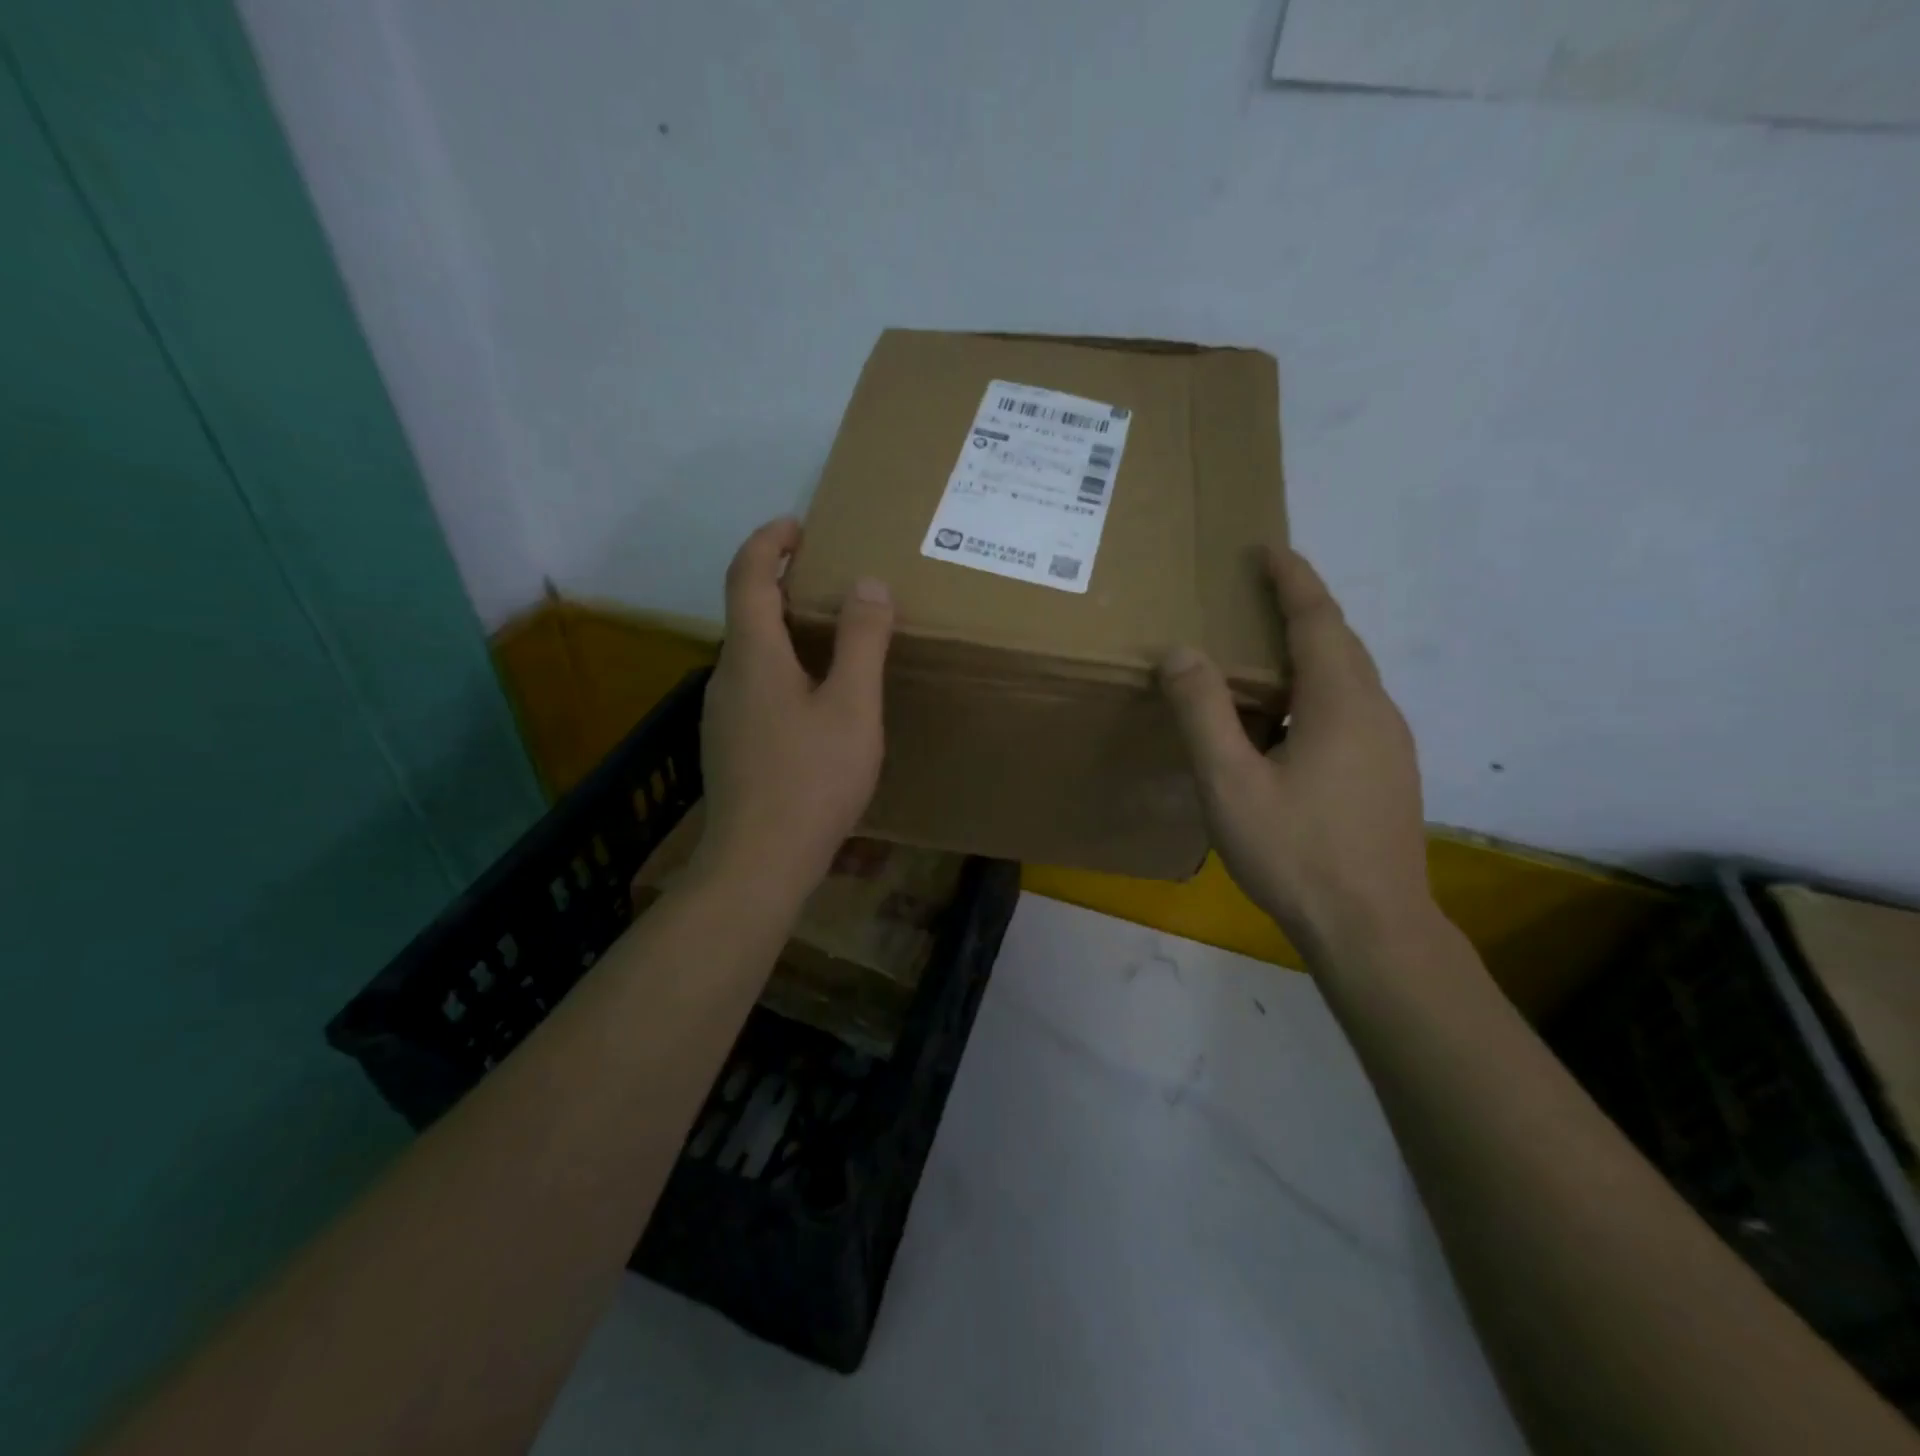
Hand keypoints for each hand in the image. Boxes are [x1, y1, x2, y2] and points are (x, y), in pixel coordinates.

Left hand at [692, 518, 893, 901]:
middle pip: (746, 612)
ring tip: (831, 636)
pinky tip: (815, 700)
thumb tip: (867, 584)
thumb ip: (862, 642)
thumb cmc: (811, 779)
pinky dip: (782, 668)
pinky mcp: (729, 746)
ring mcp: (722, 715)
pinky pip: (754, 687)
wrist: (758, 863)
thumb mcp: (852, 707)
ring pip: (751, 654)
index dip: (769, 540)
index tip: (798, 525)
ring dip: (783, 630)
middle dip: (782, 584)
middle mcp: (727, 676)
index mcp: (752, 654)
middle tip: (829, 578)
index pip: (747, 574)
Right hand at [1159, 546, 1431, 964]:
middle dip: (1301, 608)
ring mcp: (1390, 745)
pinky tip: (1286, 723)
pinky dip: (1317, 690)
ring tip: (1264, 654)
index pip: (1317, 618)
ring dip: (1309, 651)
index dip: (1292, 579)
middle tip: (1257, 592)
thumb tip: (1180, 651)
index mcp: (1341, 701)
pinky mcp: (1389, 774)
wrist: (1373, 928)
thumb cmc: (1296, 851)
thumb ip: (1202, 712)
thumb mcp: (1231, 781)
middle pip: (1339, 641)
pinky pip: (1351, 709)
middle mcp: (1376, 711)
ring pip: (1348, 678)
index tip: (1266, 549)